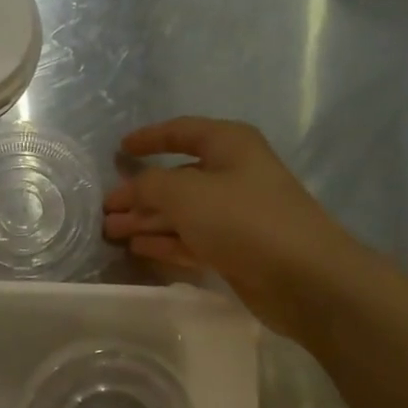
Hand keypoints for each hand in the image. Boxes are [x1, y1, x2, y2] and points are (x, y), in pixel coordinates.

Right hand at [104, 117, 364, 340]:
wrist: (302, 276)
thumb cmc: (243, 220)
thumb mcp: (185, 193)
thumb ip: (149, 185)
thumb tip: (130, 190)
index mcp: (229, 145)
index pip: (181, 131)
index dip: (149, 138)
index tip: (119, 149)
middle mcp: (233, 174)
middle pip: (177, 178)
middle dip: (140, 191)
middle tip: (105, 208)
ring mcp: (235, 215)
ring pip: (181, 212)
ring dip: (146, 220)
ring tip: (111, 231)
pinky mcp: (234, 249)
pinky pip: (190, 239)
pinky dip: (164, 241)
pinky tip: (138, 247)